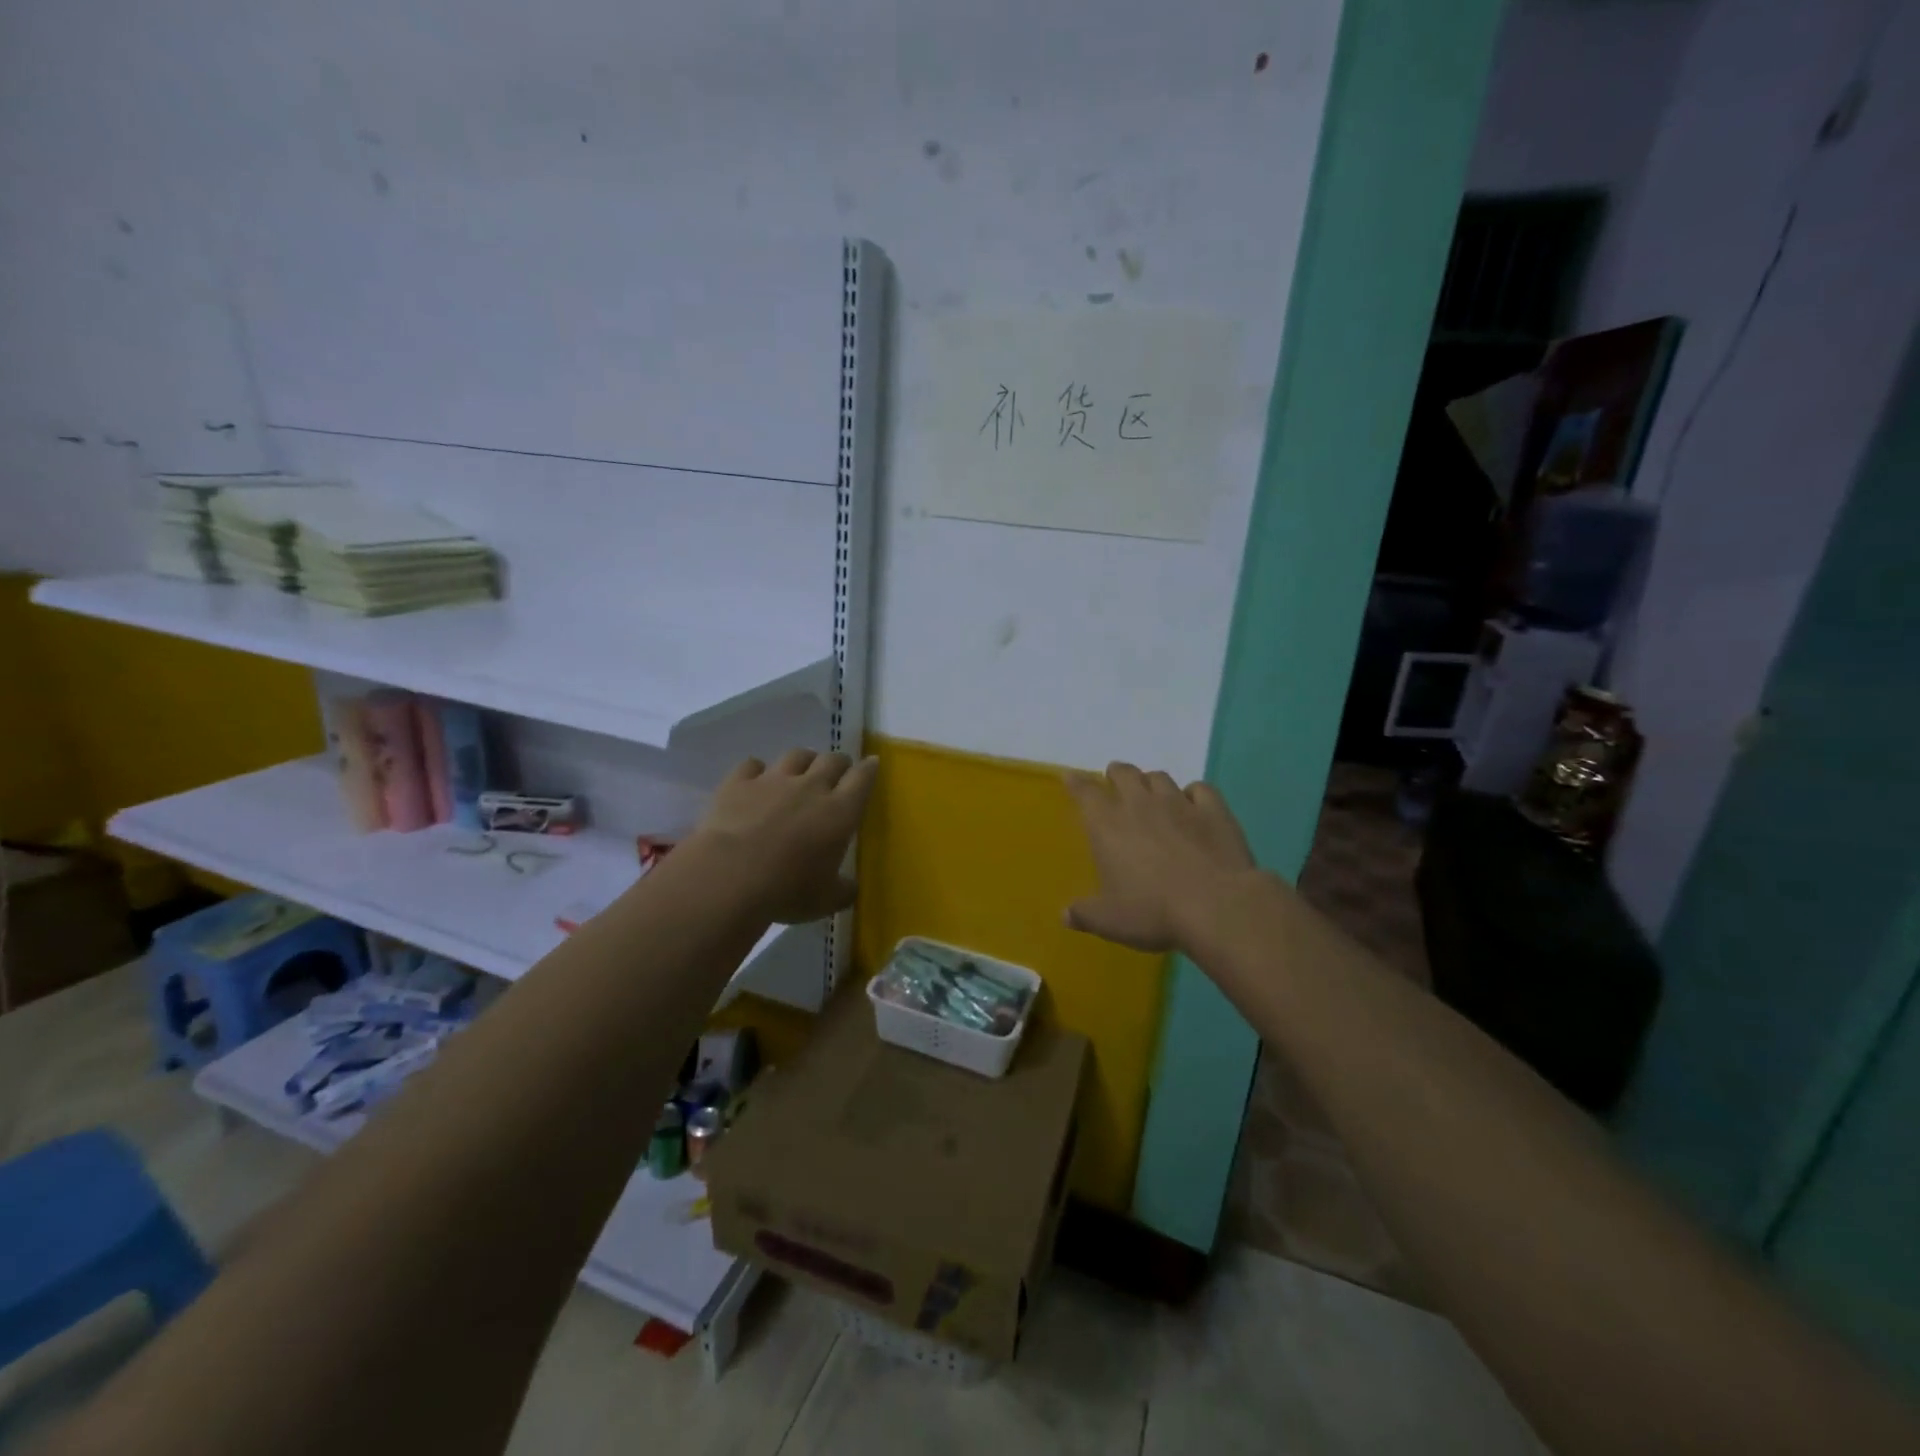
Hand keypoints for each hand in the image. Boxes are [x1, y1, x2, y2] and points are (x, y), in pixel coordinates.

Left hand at [689, 749, 878, 923]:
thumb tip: (851, 887)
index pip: (862, 778)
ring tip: (801, 771)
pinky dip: (757, 770)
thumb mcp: (826, 900)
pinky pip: (752, 765)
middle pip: (832, 760)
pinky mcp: (738, 783)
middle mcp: (811, 787)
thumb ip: (844, 890)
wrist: (729, 877)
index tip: (872, 763)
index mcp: (840, 812)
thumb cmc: (787, 890)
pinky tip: (755, 780)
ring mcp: (772, 781)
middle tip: (837, 773)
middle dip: (839, 763)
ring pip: (796, 755)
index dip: (869, 769)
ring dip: (804, 761)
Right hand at [1063, 762, 1257, 953]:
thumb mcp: (1109, 921)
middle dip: (1116, 774)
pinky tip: (1193, 803)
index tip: (1070, 776)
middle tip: (1115, 781)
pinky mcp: (1213, 810)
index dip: (1076, 782)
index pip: (1085, 793)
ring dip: (1151, 782)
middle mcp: (1140, 804)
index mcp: (1107, 825)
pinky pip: (1200, 789)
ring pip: (1160, 778)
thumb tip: (1065, 914)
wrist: (1216, 906)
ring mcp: (1179, 803)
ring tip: (1151, 792)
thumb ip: (1084, 914)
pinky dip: (1193, 793)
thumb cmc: (1153, 912)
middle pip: (1124, 774)